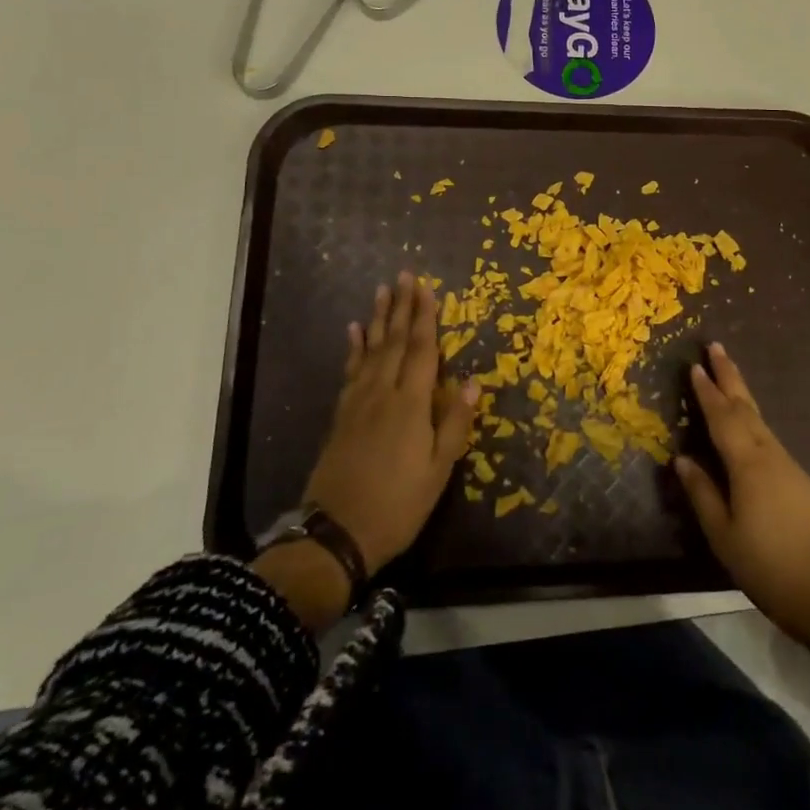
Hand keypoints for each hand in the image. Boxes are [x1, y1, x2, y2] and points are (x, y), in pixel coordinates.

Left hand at [301, 272, 478, 573]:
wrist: (336, 534)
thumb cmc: (397, 505)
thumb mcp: (438, 472)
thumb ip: (455, 424)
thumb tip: (474, 382)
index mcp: (410, 405)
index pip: (421, 350)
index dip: (425, 317)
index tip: (426, 287)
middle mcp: (382, 393)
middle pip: (393, 341)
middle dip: (401, 307)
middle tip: (404, 275)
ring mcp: (358, 403)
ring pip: (370, 350)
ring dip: (377, 319)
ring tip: (381, 291)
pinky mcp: (341, 416)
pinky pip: (350, 371)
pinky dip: (353, 348)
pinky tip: (353, 332)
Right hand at [673, 343, 809, 645]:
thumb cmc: (770, 567)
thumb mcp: (724, 536)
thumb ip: (703, 494)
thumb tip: (682, 459)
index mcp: (747, 464)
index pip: (722, 417)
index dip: (707, 392)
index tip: (695, 365)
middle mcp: (770, 455)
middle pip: (745, 407)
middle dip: (729, 376)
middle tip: (715, 346)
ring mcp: (789, 467)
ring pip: (759, 421)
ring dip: (741, 396)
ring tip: (727, 379)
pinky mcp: (801, 482)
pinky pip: (769, 438)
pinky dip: (753, 421)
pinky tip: (748, 428)